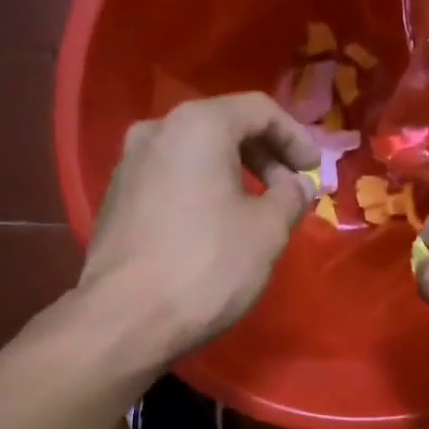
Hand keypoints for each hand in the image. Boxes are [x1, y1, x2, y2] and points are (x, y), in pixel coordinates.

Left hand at [78, 93, 319, 363]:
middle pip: (223, 126)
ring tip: (255, 211)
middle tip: (289, 192)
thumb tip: (297, 184)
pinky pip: (170, 179)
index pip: (259, 110)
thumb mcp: (267, 231)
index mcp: (197, 125)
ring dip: (231, 175)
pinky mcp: (115, 198)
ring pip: (193, 154)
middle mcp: (156, 130)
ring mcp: (128, 164)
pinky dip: (200, 191)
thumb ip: (290, 197)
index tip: (313, 172)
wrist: (126, 318)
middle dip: (264, 156)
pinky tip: (214, 227)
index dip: (296, 138)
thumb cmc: (207, 266)